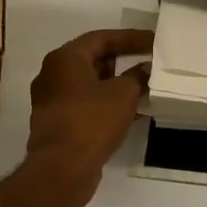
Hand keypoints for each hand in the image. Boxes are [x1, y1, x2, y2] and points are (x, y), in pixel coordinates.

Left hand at [25, 28, 153, 206]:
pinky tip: (133, 111)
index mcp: (65, 58)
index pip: (102, 38)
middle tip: (149, 61)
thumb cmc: (92, 120)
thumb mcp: (123, 94)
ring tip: (145, 86)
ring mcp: (53, 100)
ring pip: (91, 84)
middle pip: (93, 59)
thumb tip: (146, 69)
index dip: (130, 38)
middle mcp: (53, 75)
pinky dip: (108, 103)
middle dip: (123, 60)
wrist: (62, 168)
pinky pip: (87, 104)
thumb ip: (137, 76)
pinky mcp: (58, 122)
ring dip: (117, 84)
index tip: (153, 41)